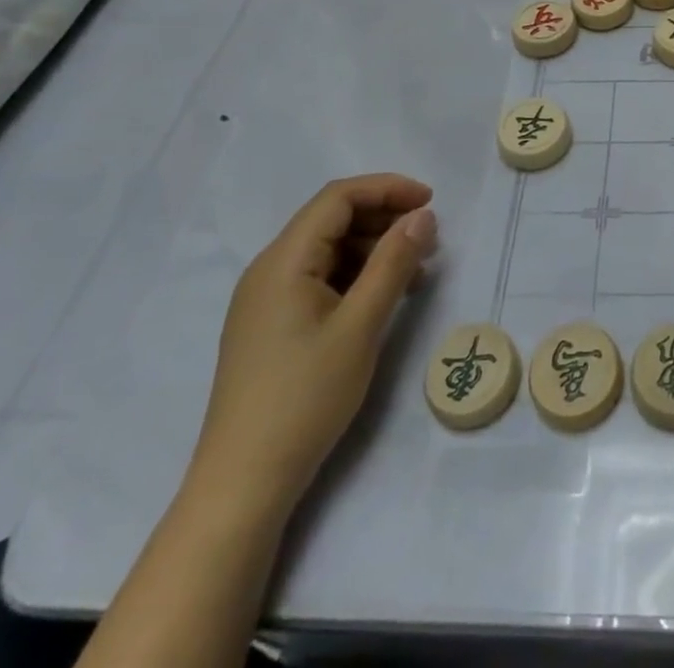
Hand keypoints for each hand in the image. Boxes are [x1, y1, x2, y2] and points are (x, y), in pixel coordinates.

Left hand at [189, 174, 437, 519]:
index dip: (387, 189)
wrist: (243, 484)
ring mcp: (266, 300)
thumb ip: (394, 262)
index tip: (431, 203)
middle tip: (429, 238)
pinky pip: (320, 279)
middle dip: (384, 218)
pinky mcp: (272, 325)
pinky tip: (385, 297)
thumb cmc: (305, 397)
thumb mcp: (361, 325)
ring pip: (328, 250)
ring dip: (374, 248)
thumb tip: (423, 215)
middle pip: (332, 219)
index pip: (338, 198)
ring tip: (416, 271)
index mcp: (283, 261)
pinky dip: (356, 276)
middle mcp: (269, 270)